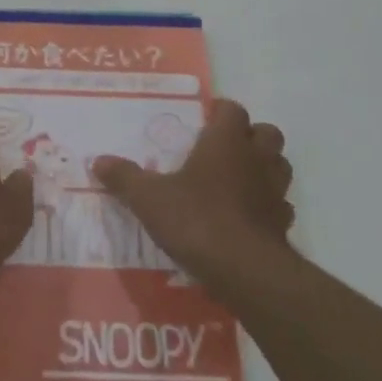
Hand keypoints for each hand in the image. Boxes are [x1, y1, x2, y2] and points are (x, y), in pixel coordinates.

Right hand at [92, 98, 293, 287]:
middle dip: (250, 136)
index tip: (205, 120)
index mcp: (226, 141)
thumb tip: (98, 161)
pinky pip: (280, 206)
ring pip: (280, 166)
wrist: (244, 271)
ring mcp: (275, 192)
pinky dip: (268, 206)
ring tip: (240, 179)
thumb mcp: (148, 198)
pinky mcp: (283, 225)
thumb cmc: (196, 219)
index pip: (233, 110)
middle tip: (225, 148)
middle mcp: (256, 159)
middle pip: (267, 133)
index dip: (221, 111)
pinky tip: (249, 217)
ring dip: (265, 167)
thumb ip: (125, 178)